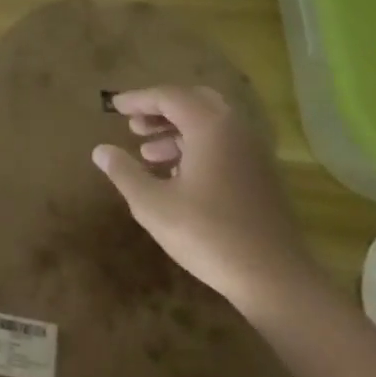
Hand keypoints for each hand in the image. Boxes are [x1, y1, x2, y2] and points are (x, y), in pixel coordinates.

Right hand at [92, 84, 319, 316]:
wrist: (275, 279)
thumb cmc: (208, 234)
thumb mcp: (153, 205)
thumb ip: (124, 172)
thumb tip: (100, 150)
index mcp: (210, 127)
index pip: (169, 96)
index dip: (138, 99)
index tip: (113, 106)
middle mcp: (235, 130)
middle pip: (194, 101)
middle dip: (161, 110)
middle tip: (135, 125)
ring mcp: (254, 153)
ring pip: (211, 124)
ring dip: (178, 131)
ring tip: (148, 154)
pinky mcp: (262, 176)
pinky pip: (224, 144)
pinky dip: (198, 146)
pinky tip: (178, 175)